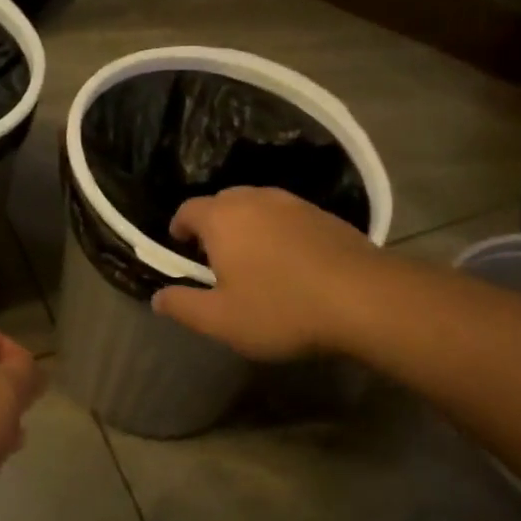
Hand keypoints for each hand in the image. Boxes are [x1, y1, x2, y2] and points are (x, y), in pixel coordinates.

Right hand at [151, 187, 377, 359]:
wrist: (364, 298)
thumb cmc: (281, 309)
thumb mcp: (222, 320)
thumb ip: (184, 307)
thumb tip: (157, 298)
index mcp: (223, 218)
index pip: (188, 209)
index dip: (179, 227)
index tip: (181, 248)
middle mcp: (255, 199)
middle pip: (223, 202)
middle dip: (213, 225)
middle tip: (215, 258)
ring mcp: (294, 203)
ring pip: (257, 206)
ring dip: (248, 226)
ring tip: (253, 259)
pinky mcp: (324, 214)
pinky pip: (287, 216)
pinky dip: (278, 231)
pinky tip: (290, 261)